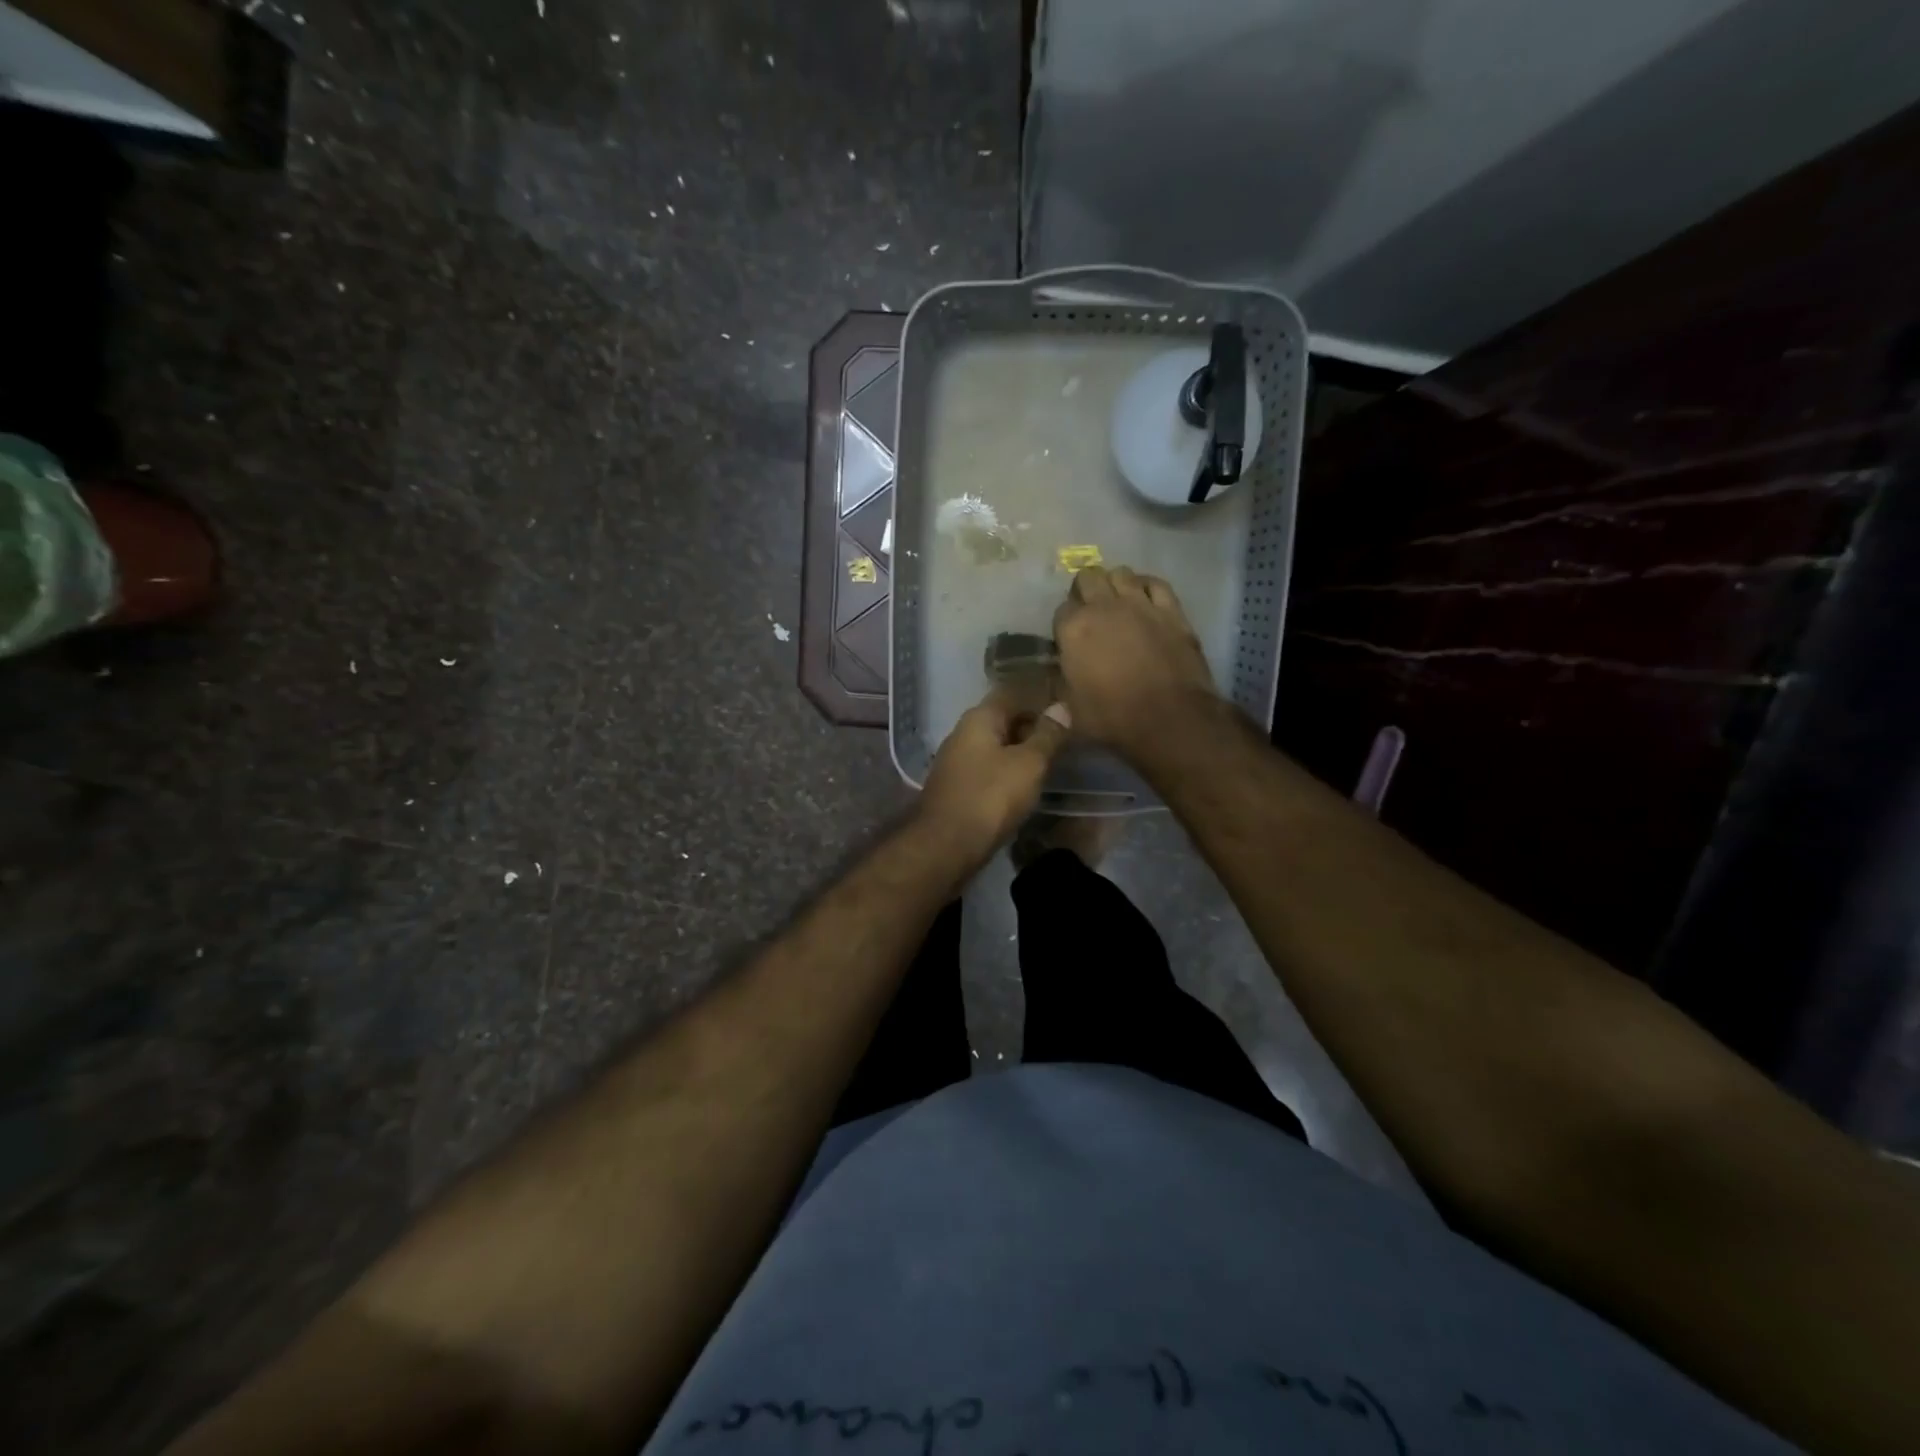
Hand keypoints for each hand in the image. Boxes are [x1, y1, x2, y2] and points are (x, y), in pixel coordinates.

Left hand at [920, 688, 1070, 860]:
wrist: (947, 846)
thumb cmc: (991, 797)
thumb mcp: (1028, 764)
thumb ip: (1047, 735)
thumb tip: (1061, 707)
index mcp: (979, 718)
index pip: (1013, 693)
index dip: (1041, 696)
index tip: (1068, 704)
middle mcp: (963, 733)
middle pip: (1004, 719)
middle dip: (1033, 725)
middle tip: (1068, 734)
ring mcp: (957, 761)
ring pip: (997, 746)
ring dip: (1022, 750)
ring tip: (1053, 758)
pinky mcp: (959, 787)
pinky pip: (990, 769)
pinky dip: (1010, 771)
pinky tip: (1028, 782)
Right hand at [1052, 565, 1217, 756]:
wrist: (1170, 719)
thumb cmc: (1113, 719)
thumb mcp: (1072, 711)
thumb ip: (1062, 689)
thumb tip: (1058, 684)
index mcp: (1073, 629)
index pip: (1060, 611)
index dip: (1064, 625)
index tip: (1070, 640)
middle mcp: (1103, 607)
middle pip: (1087, 577)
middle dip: (1085, 591)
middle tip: (1090, 613)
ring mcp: (1140, 604)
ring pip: (1120, 573)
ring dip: (1114, 584)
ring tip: (1117, 603)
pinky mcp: (1171, 610)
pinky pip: (1156, 583)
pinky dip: (1146, 587)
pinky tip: (1145, 599)